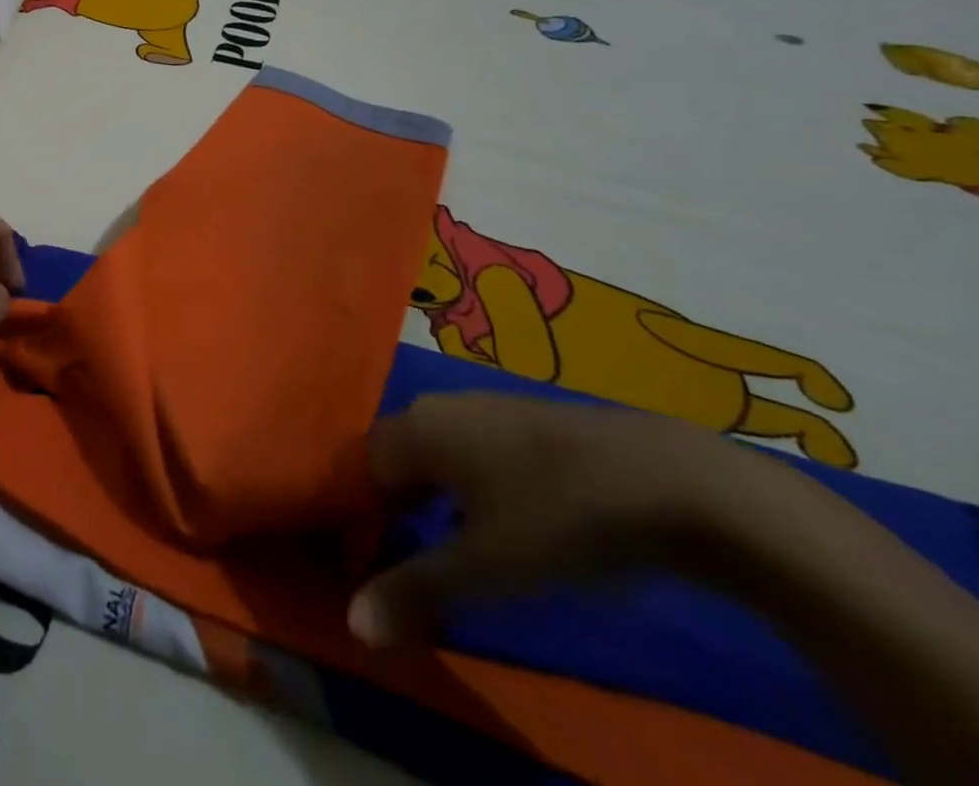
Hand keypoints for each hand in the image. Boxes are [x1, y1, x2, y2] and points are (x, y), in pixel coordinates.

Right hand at [347, 393, 758, 646]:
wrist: (676, 481)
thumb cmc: (559, 518)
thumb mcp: (486, 567)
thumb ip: (415, 589)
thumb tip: (352, 623)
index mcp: (415, 428)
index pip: (363, 468)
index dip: (364, 516)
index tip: (380, 564)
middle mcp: (439, 407)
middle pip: (398, 455)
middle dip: (398, 505)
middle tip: (418, 558)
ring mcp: (487, 406)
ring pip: (439, 451)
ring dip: (437, 495)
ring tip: (462, 547)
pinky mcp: (530, 417)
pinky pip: (477, 448)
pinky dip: (475, 483)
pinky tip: (512, 520)